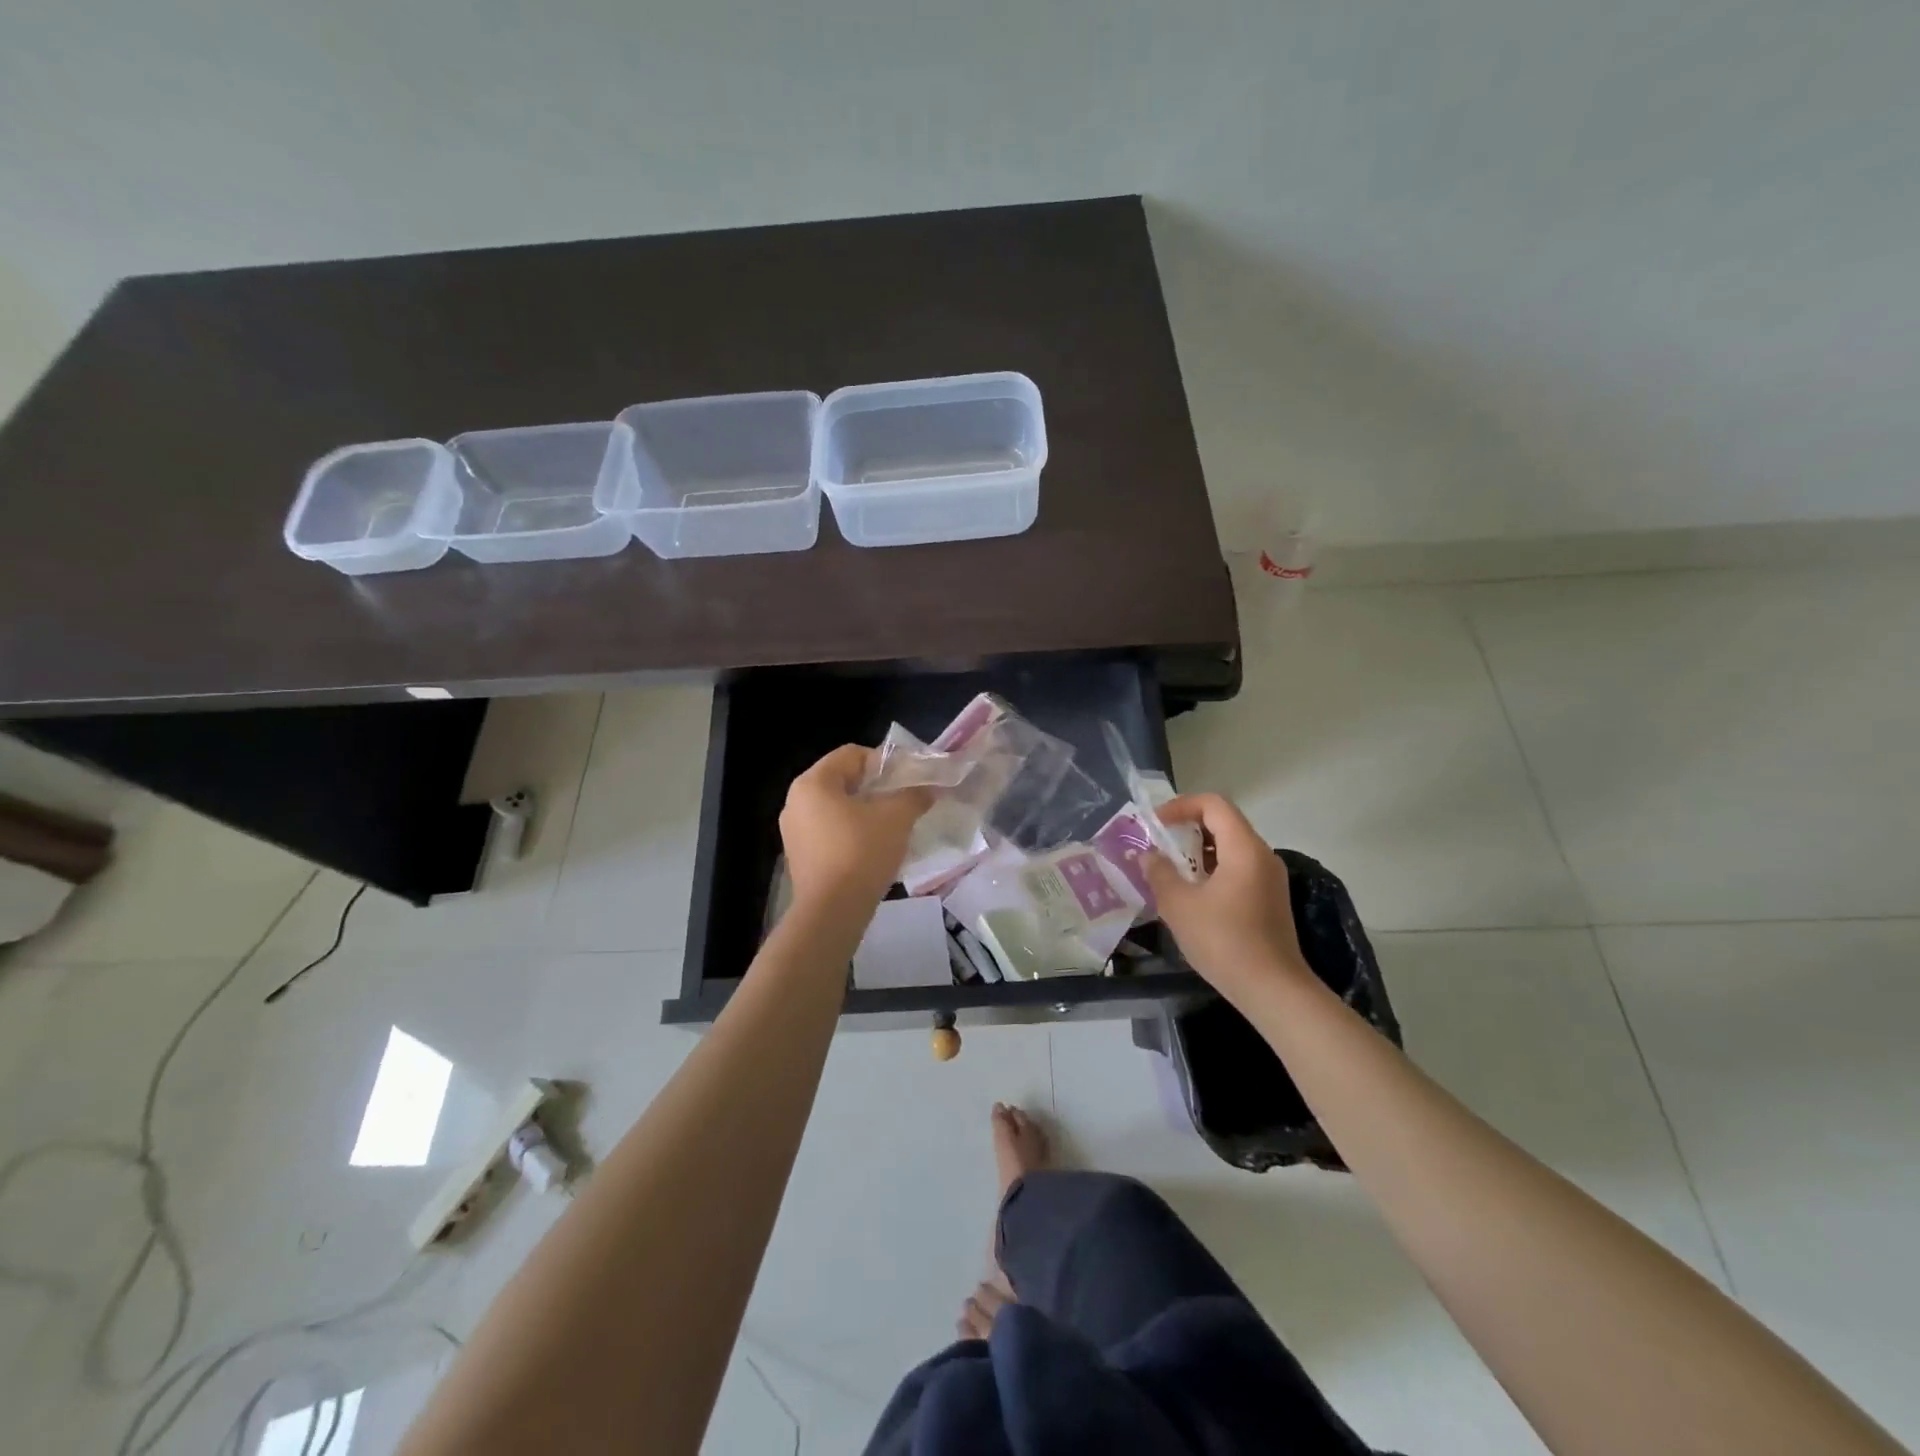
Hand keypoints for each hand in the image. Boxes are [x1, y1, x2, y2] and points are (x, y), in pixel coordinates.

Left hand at [780, 744, 932, 911]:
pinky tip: (873, 849)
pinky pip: (828, 832)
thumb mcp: (896, 818)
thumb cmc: (861, 852)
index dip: (883, 762)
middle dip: (875, 787)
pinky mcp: (798, 856)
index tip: (907, 779)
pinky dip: (851, 833)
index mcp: (812, 783)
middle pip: (842, 780)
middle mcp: (795, 801)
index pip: (851, 754)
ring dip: (864, 811)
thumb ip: (913, 796)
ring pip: (835, 808)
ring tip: (892, 826)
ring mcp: (793, 831)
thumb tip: (928, 789)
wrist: (832, 912)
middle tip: (902, 800)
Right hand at [1144, 793, 1311, 1002]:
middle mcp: (1262, 856)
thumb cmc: (1224, 941)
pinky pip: (1238, 869)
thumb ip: (1159, 873)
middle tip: (1158, 844)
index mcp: (1244, 849)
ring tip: (1169, 869)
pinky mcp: (1269, 900)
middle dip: (1187, 828)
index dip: (1181, 806)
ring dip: (1198, 851)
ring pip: (1230, 848)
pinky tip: (1192, 894)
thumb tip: (1148, 855)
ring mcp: (1270, 879)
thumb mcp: (1179, 905)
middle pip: (1223, 823)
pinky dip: (1212, 869)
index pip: (1213, 805)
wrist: (1272, 990)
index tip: (1155, 824)